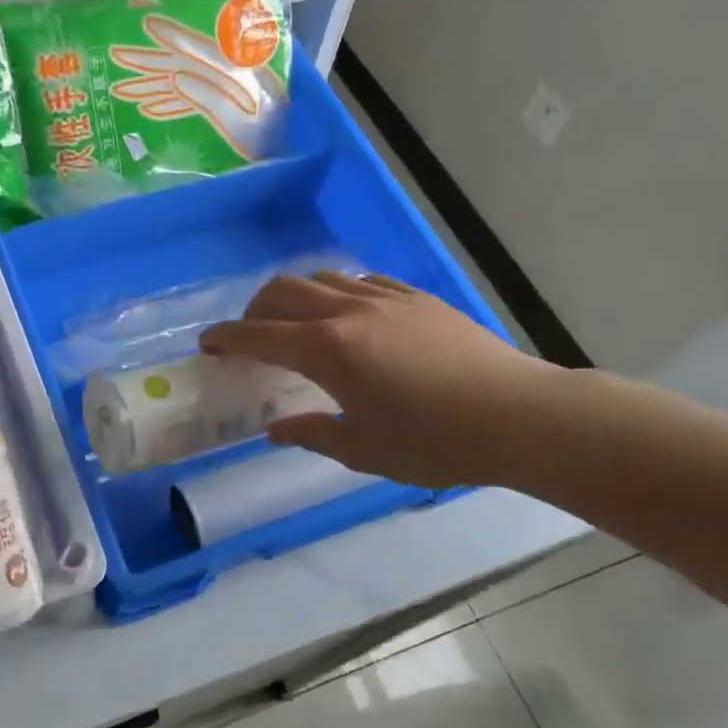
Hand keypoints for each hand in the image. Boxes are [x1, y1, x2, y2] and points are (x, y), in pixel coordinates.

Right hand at [200, 272, 560, 489]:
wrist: (520, 416)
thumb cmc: (434, 442)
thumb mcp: (363, 450)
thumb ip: (311, 433)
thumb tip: (276, 428)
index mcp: (327, 349)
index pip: (258, 335)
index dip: (226, 338)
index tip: (207, 344)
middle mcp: (349, 311)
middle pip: (282, 290)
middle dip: (254, 310)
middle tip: (250, 337)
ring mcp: (386, 297)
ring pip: (322, 277)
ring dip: (295, 297)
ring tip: (298, 325)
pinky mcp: (417, 296)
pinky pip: (361, 281)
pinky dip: (338, 293)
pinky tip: (350, 317)